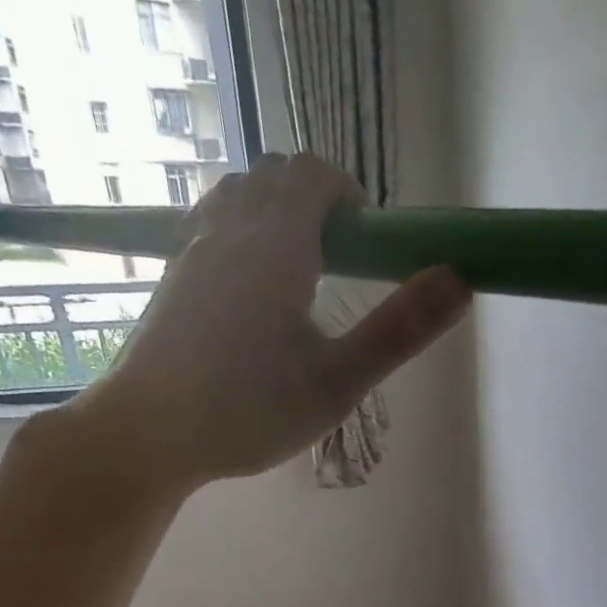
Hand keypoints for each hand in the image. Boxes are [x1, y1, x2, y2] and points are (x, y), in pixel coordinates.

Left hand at [77, 152, 468, 491]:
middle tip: (342, 262)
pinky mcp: (171, 276)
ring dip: (276, 213)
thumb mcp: (338, 382)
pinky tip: (254, 294)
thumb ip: (399, 330)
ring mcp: (191, 249)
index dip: (349, 195)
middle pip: (274, 176)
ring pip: (238, 196)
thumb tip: (458, 279)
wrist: (148, 432)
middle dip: (316, 201)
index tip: (370, 243)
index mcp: (275, 244)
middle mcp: (228, 229)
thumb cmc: (249, 410)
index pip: (313, 174)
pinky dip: (244, 234)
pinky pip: (213, 225)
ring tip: (301, 275)